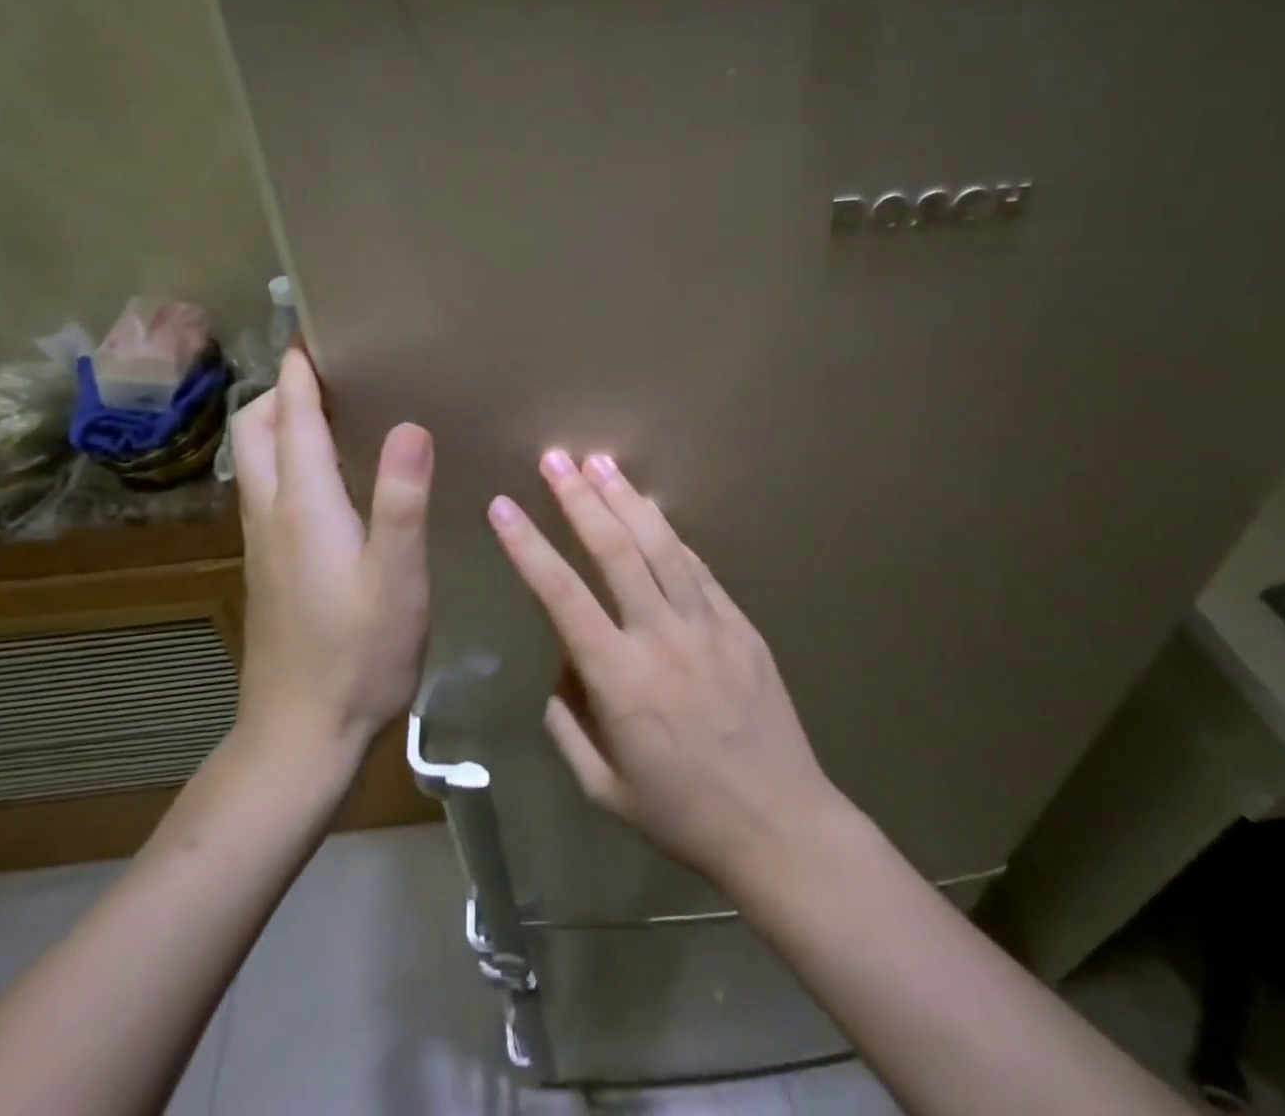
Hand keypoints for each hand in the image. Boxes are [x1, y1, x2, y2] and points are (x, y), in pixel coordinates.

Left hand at [230, 349, 434, 755]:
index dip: (301, 368)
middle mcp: (271, 512)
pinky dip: (286, 457)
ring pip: (255, 458)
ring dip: (280, 421)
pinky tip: (328, 475)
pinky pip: (267, 488)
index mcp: (303, 504)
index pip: (292, 415)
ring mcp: (262, 541)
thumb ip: (401, 500)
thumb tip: (410, 425)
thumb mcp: (397, 579)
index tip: (317, 329)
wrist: (301, 736)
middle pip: (255, 428)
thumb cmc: (359, 656)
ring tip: (332, 407)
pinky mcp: (267, 565)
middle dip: (282, 388)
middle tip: (334, 370)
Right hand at [487, 450, 836, 885]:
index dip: (527, 546)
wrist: (781, 826)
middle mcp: (661, 636)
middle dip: (580, 498)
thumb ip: (568, 724)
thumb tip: (559, 669)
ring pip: (661, 545)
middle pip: (615, 549)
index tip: (502, 506)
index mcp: (619, 679)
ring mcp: (707, 624)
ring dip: (627, 498)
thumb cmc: (683, 815)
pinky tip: (653, 509)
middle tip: (556, 457)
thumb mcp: (603, 788)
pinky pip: (699, 567)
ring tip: (601, 461)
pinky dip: (671, 534)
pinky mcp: (740, 624)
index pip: (561, 594)